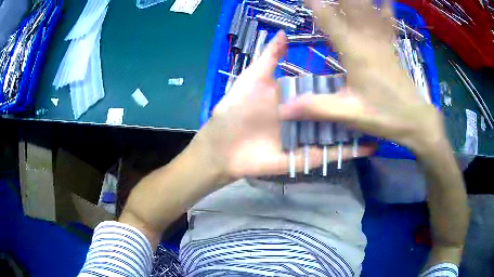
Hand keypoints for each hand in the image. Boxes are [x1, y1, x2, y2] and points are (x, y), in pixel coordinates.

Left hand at [191, 31, 373, 181]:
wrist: (223, 147)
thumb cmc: (235, 111)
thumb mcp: (253, 80)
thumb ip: (269, 58)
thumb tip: (283, 33)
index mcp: (295, 97)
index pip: (325, 88)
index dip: (343, 82)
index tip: (363, 75)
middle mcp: (306, 116)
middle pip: (336, 111)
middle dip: (357, 107)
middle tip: (381, 101)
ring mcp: (310, 138)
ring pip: (340, 133)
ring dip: (360, 129)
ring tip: (383, 123)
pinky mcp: (309, 158)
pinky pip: (333, 155)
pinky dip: (351, 152)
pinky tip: (371, 147)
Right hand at [280, 0, 445, 153]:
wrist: (415, 119)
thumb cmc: (385, 115)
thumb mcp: (350, 114)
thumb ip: (317, 107)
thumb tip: (283, 109)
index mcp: (355, 51)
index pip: (329, 19)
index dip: (315, 3)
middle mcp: (368, 38)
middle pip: (351, 5)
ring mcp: (381, 39)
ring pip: (368, 7)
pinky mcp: (390, 45)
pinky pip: (387, 18)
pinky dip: (384, 5)